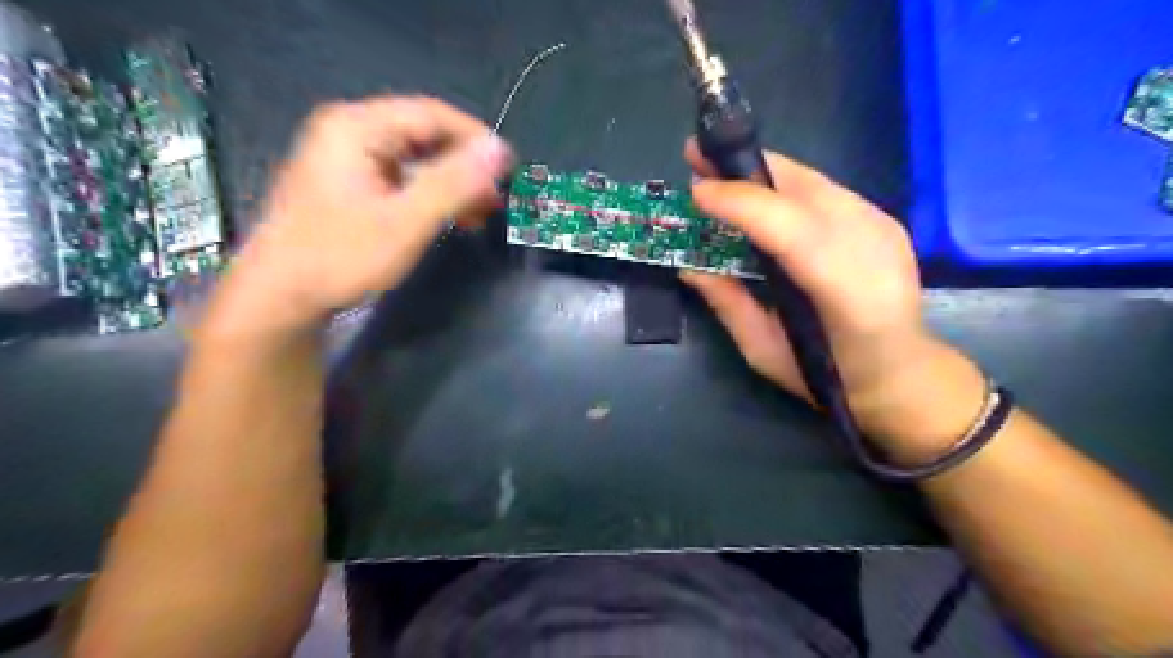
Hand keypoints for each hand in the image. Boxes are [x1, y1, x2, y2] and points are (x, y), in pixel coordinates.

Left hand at [204, 96, 514, 338]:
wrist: (281, 297)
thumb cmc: (340, 257)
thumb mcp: (405, 222)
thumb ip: (453, 184)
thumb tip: (498, 151)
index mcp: (357, 128)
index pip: (432, 115)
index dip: (476, 140)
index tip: (509, 171)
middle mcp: (350, 132)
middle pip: (424, 135)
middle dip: (465, 167)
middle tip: (495, 200)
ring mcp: (347, 157)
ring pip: (416, 158)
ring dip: (451, 184)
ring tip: (479, 214)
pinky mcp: (350, 183)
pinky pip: (402, 177)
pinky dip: (430, 195)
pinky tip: (449, 218)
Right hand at [684, 141, 980, 462]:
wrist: (901, 373)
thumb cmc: (827, 376)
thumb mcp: (764, 351)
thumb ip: (728, 304)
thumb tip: (689, 266)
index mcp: (846, 294)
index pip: (790, 230)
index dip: (741, 204)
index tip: (696, 191)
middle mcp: (872, 249)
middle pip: (804, 190)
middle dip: (744, 169)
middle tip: (696, 157)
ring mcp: (883, 228)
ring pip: (813, 181)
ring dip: (761, 172)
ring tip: (719, 169)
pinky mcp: (883, 220)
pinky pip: (823, 190)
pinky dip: (783, 185)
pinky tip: (757, 193)